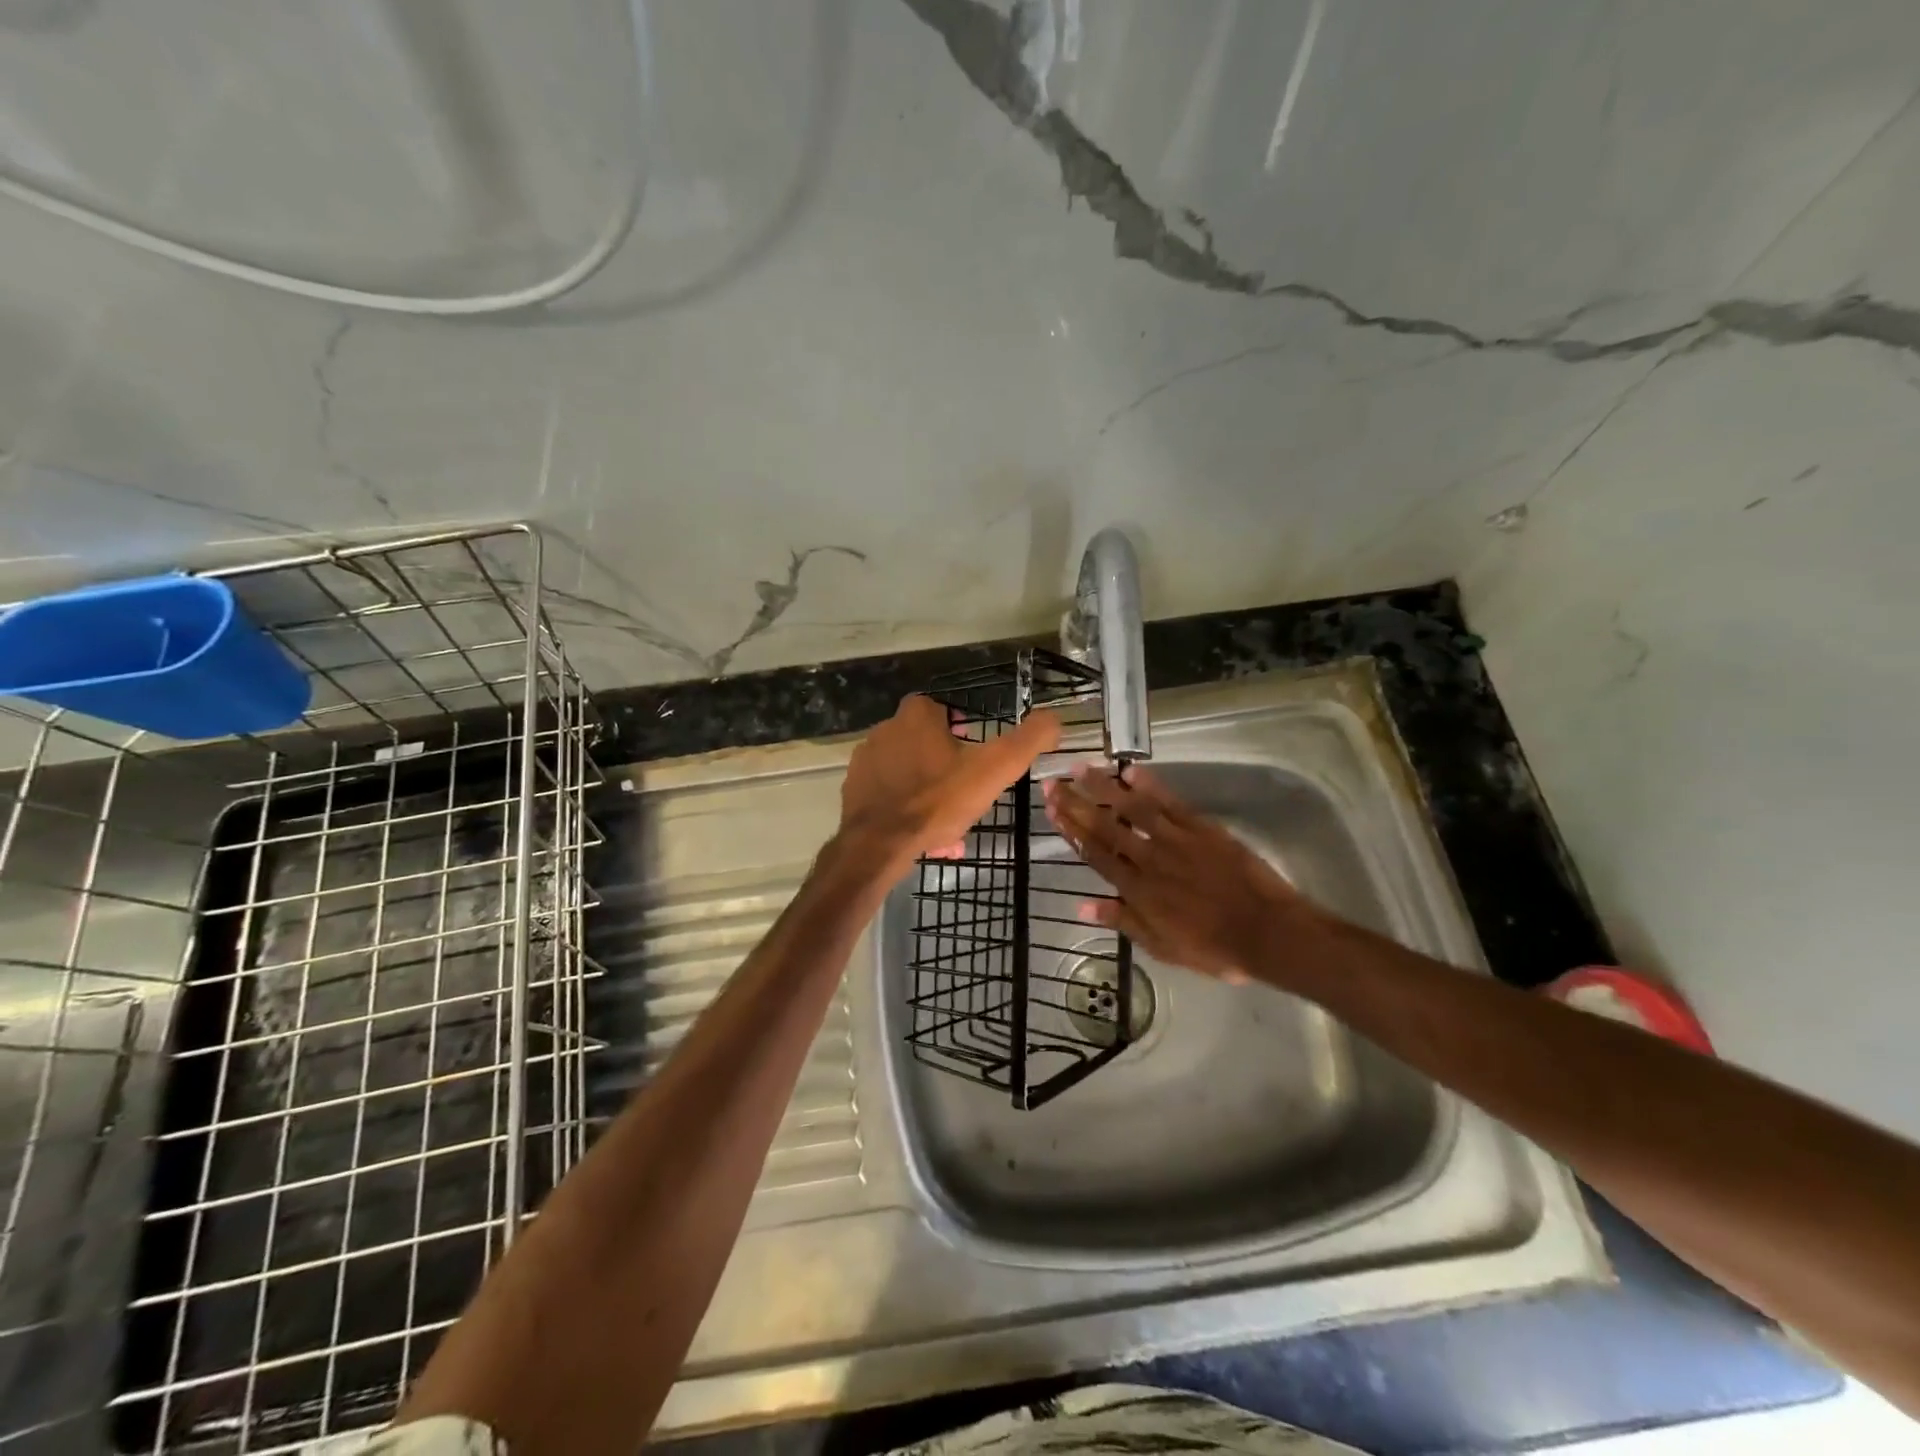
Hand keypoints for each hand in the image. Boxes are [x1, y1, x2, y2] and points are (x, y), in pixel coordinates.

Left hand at [841, 695, 1061, 869]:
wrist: (877, 844)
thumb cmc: (937, 801)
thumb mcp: (993, 769)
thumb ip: (1028, 741)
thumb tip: (1055, 719)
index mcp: (916, 715)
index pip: (944, 710)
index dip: (962, 732)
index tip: (975, 758)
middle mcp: (885, 728)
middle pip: (926, 743)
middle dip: (946, 767)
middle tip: (964, 797)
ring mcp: (865, 760)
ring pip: (909, 772)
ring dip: (928, 791)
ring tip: (946, 824)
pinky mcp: (853, 789)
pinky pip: (888, 794)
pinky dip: (905, 808)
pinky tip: (921, 833)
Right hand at [1042, 764, 1309, 985]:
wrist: (1265, 931)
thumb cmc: (1213, 947)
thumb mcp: (1161, 947)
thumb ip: (1122, 921)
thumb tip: (1081, 905)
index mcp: (1136, 890)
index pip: (1095, 853)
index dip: (1071, 830)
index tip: (1052, 809)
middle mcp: (1148, 858)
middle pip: (1105, 826)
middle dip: (1076, 803)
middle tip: (1053, 782)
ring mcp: (1175, 840)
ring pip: (1132, 808)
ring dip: (1105, 787)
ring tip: (1082, 767)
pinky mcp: (1201, 828)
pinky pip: (1170, 803)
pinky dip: (1150, 786)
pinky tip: (1132, 771)